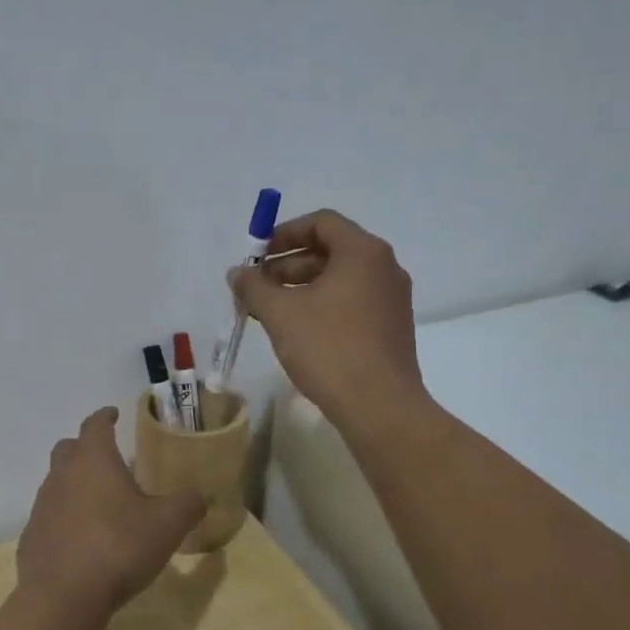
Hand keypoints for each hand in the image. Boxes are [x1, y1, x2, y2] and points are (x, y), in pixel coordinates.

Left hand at [18, 408, 204, 618]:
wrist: (64, 596)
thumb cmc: (119, 546)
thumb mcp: (167, 524)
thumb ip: (187, 504)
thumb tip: (200, 496)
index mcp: (93, 460)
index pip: (95, 424)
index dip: (105, 416)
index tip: (113, 414)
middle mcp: (62, 475)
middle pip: (68, 448)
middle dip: (85, 447)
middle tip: (106, 458)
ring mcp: (42, 506)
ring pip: (56, 482)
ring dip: (74, 484)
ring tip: (98, 502)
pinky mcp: (31, 537)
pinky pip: (49, 517)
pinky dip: (64, 518)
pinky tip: (81, 539)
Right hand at [228, 209, 424, 429]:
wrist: (380, 406)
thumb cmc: (329, 348)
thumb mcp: (280, 313)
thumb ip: (254, 286)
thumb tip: (237, 273)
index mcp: (363, 252)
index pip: (321, 222)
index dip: (284, 233)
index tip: (257, 256)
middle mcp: (384, 268)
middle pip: (330, 250)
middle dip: (287, 265)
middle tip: (256, 287)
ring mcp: (391, 299)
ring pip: (339, 279)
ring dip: (301, 287)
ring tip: (269, 311)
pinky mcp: (391, 327)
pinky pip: (351, 302)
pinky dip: (322, 305)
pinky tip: (297, 330)